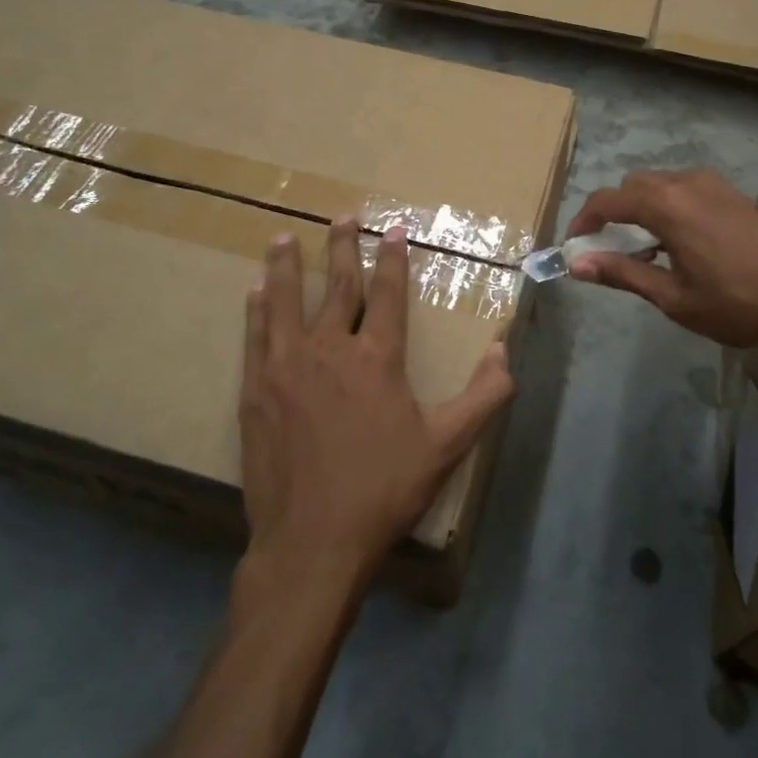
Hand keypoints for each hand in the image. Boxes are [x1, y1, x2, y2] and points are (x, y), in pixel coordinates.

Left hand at [239, 220, 515, 588]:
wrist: (313, 540)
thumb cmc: (384, 489)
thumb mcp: (447, 446)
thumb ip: (483, 396)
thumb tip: (503, 350)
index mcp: (377, 359)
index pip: (389, 295)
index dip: (393, 260)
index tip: (393, 230)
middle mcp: (330, 350)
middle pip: (338, 287)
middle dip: (342, 248)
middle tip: (342, 217)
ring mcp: (286, 368)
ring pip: (286, 302)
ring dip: (287, 267)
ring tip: (282, 237)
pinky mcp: (256, 392)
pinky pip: (256, 336)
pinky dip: (257, 310)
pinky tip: (254, 292)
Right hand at [566, 170, 757, 346]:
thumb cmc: (738, 302)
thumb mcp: (673, 297)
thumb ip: (623, 274)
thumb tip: (577, 264)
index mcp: (666, 205)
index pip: (607, 200)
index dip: (584, 221)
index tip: (575, 247)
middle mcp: (685, 183)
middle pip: (631, 187)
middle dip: (612, 215)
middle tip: (611, 254)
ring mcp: (712, 185)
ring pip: (658, 186)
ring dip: (640, 211)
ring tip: (645, 254)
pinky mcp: (730, 194)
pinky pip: (682, 190)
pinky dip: (666, 209)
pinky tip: (677, 245)